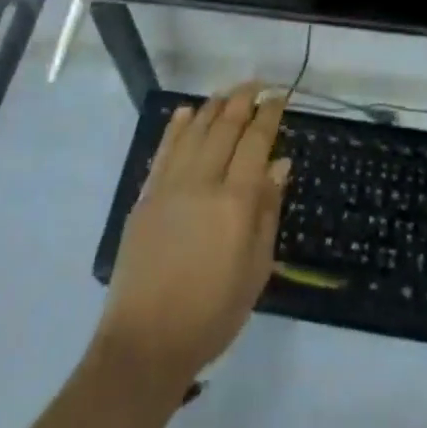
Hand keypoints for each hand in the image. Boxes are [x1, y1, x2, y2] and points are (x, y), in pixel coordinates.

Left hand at [94, 83, 289, 391]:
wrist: (146, 342)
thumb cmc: (213, 312)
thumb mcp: (256, 268)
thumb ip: (268, 210)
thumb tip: (279, 163)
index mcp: (236, 202)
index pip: (255, 142)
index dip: (269, 115)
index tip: (280, 96)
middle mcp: (203, 183)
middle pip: (225, 127)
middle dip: (243, 100)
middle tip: (257, 85)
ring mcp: (169, 186)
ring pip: (194, 131)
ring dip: (213, 106)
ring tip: (228, 92)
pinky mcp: (146, 196)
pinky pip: (164, 150)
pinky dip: (177, 127)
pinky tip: (187, 113)